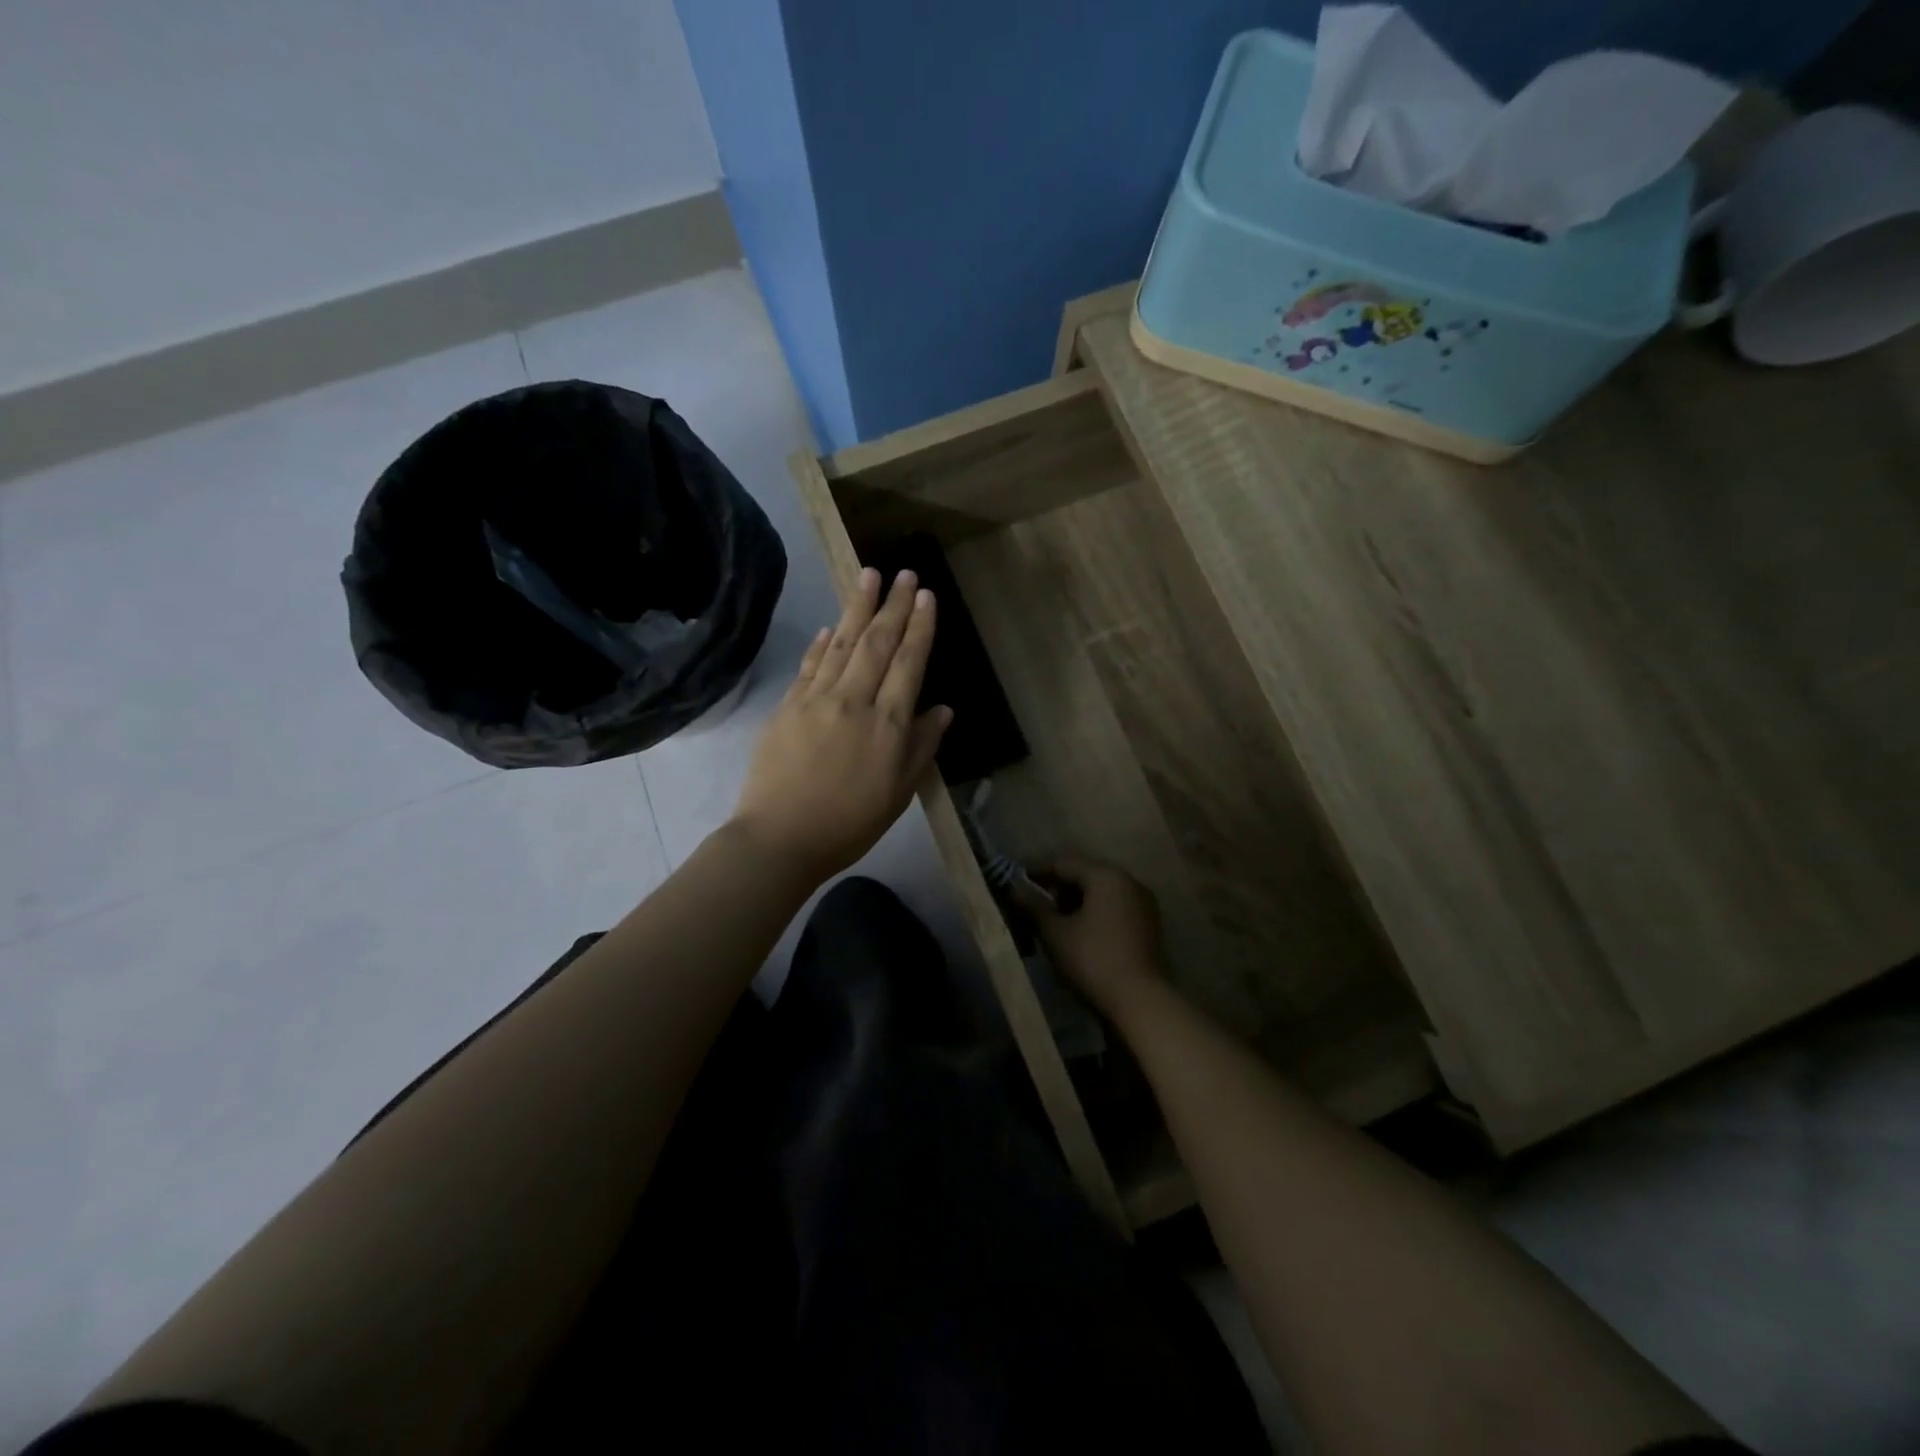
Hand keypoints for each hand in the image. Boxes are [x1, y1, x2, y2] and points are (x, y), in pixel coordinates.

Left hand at [730, 567, 951, 883]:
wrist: (780, 838)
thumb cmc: (849, 824)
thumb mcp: (898, 794)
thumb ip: (921, 748)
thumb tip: (942, 709)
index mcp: (887, 725)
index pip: (908, 664)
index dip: (919, 627)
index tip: (925, 596)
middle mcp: (854, 701)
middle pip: (877, 644)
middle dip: (893, 605)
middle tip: (904, 572)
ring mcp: (816, 700)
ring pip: (842, 644)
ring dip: (857, 607)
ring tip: (868, 575)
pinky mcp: (787, 706)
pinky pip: (810, 665)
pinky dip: (823, 643)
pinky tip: (831, 625)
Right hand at [1018, 858, 1166, 1014]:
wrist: (1140, 998)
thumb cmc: (1092, 958)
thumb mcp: (1056, 932)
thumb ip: (1034, 905)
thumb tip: (1014, 887)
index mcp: (1105, 875)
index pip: (1064, 864)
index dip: (1038, 871)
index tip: (1017, 881)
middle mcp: (1128, 880)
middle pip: (1085, 874)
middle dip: (1058, 886)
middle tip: (1034, 901)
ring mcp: (1143, 901)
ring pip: (1102, 891)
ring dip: (1077, 899)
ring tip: (1054, 918)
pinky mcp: (1149, 922)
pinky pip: (1116, 905)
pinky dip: (1096, 911)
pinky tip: (1080, 929)